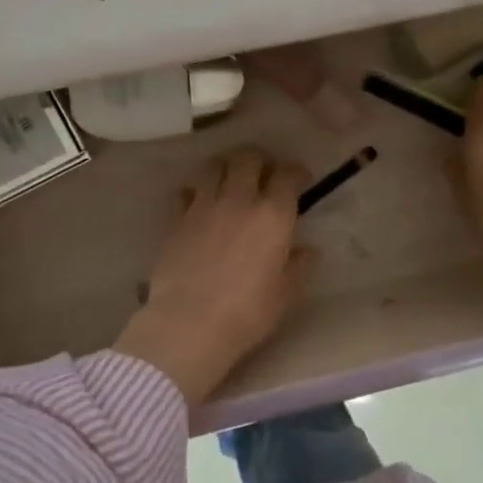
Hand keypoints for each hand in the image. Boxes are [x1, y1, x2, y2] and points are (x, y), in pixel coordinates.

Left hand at [115, 148, 318, 408]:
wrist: (189, 324)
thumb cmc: (247, 312)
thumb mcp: (285, 294)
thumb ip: (298, 266)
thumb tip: (307, 250)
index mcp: (273, 215)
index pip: (287, 175)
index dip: (295, 171)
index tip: (298, 178)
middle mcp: (239, 200)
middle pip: (247, 158)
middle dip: (258, 160)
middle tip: (262, 174)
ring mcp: (203, 206)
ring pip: (214, 166)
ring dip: (225, 168)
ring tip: (229, 182)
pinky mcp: (175, 219)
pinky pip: (185, 192)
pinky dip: (194, 193)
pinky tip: (198, 206)